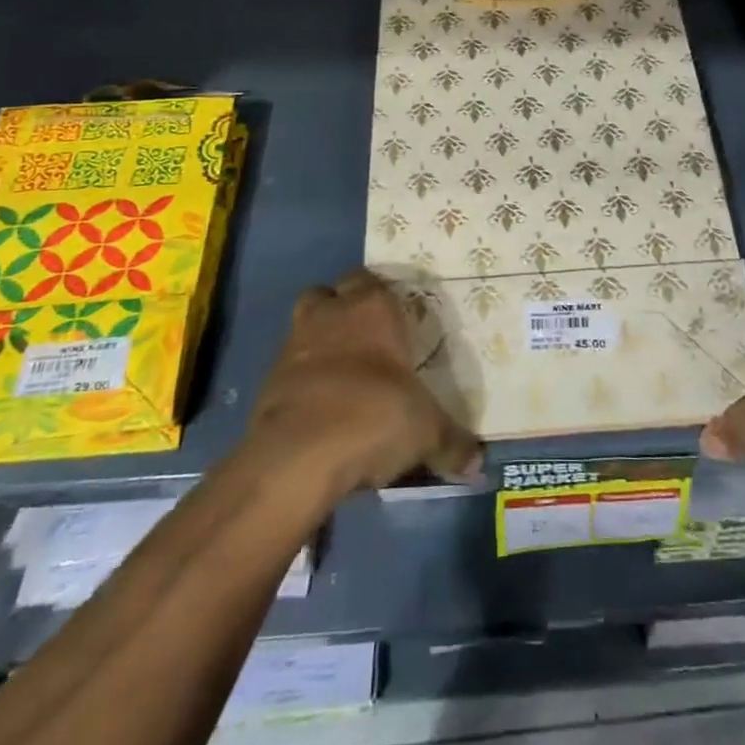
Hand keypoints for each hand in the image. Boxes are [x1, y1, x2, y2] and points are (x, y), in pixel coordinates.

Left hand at [248, 270, 481, 495]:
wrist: (298, 455)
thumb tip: (477, 464)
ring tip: (341, 375)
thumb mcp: (426, 432)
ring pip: (305, 325)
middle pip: (331, 295)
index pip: (372, 280)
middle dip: (343, 310)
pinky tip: (320, 409)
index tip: (396, 322)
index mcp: (373, 308)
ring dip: (319, 342)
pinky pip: (288, 369)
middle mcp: (331, 314)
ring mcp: (293, 344)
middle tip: (367, 341)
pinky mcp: (267, 381)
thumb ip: (452, 443)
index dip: (382, 298)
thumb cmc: (374, 416)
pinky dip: (301, 381)